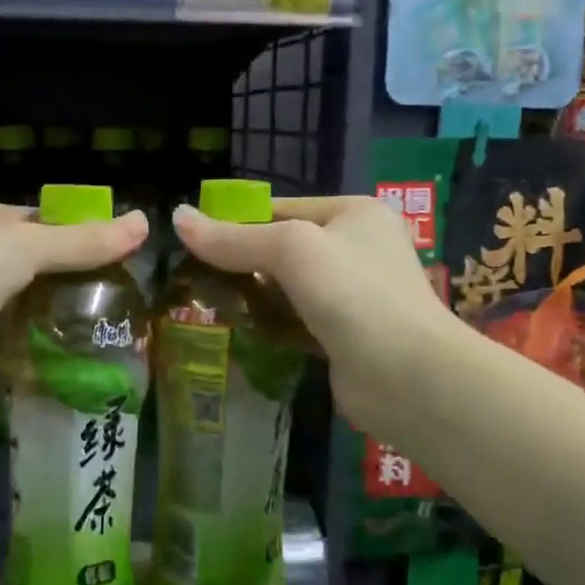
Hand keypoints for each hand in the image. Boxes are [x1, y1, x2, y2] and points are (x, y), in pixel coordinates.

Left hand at [0, 202, 147, 466]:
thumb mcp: (25, 244)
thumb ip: (83, 240)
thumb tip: (145, 222)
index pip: (26, 217)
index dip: (68, 226)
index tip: (112, 239)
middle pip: (30, 261)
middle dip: (70, 270)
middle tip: (124, 279)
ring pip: (29, 301)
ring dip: (63, 307)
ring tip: (119, 310)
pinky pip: (24, 339)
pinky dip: (51, 341)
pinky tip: (92, 342)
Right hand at [173, 196, 452, 439]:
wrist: (408, 376)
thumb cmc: (353, 294)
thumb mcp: (291, 250)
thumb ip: (233, 238)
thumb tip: (177, 217)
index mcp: (353, 214)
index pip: (279, 208)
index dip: (234, 221)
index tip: (190, 241)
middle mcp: (355, 249)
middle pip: (281, 249)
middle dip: (239, 263)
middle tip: (192, 278)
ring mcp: (351, 296)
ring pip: (285, 288)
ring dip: (250, 297)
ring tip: (203, 303)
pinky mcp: (341, 337)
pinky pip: (294, 322)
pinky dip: (268, 325)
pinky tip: (235, 330)